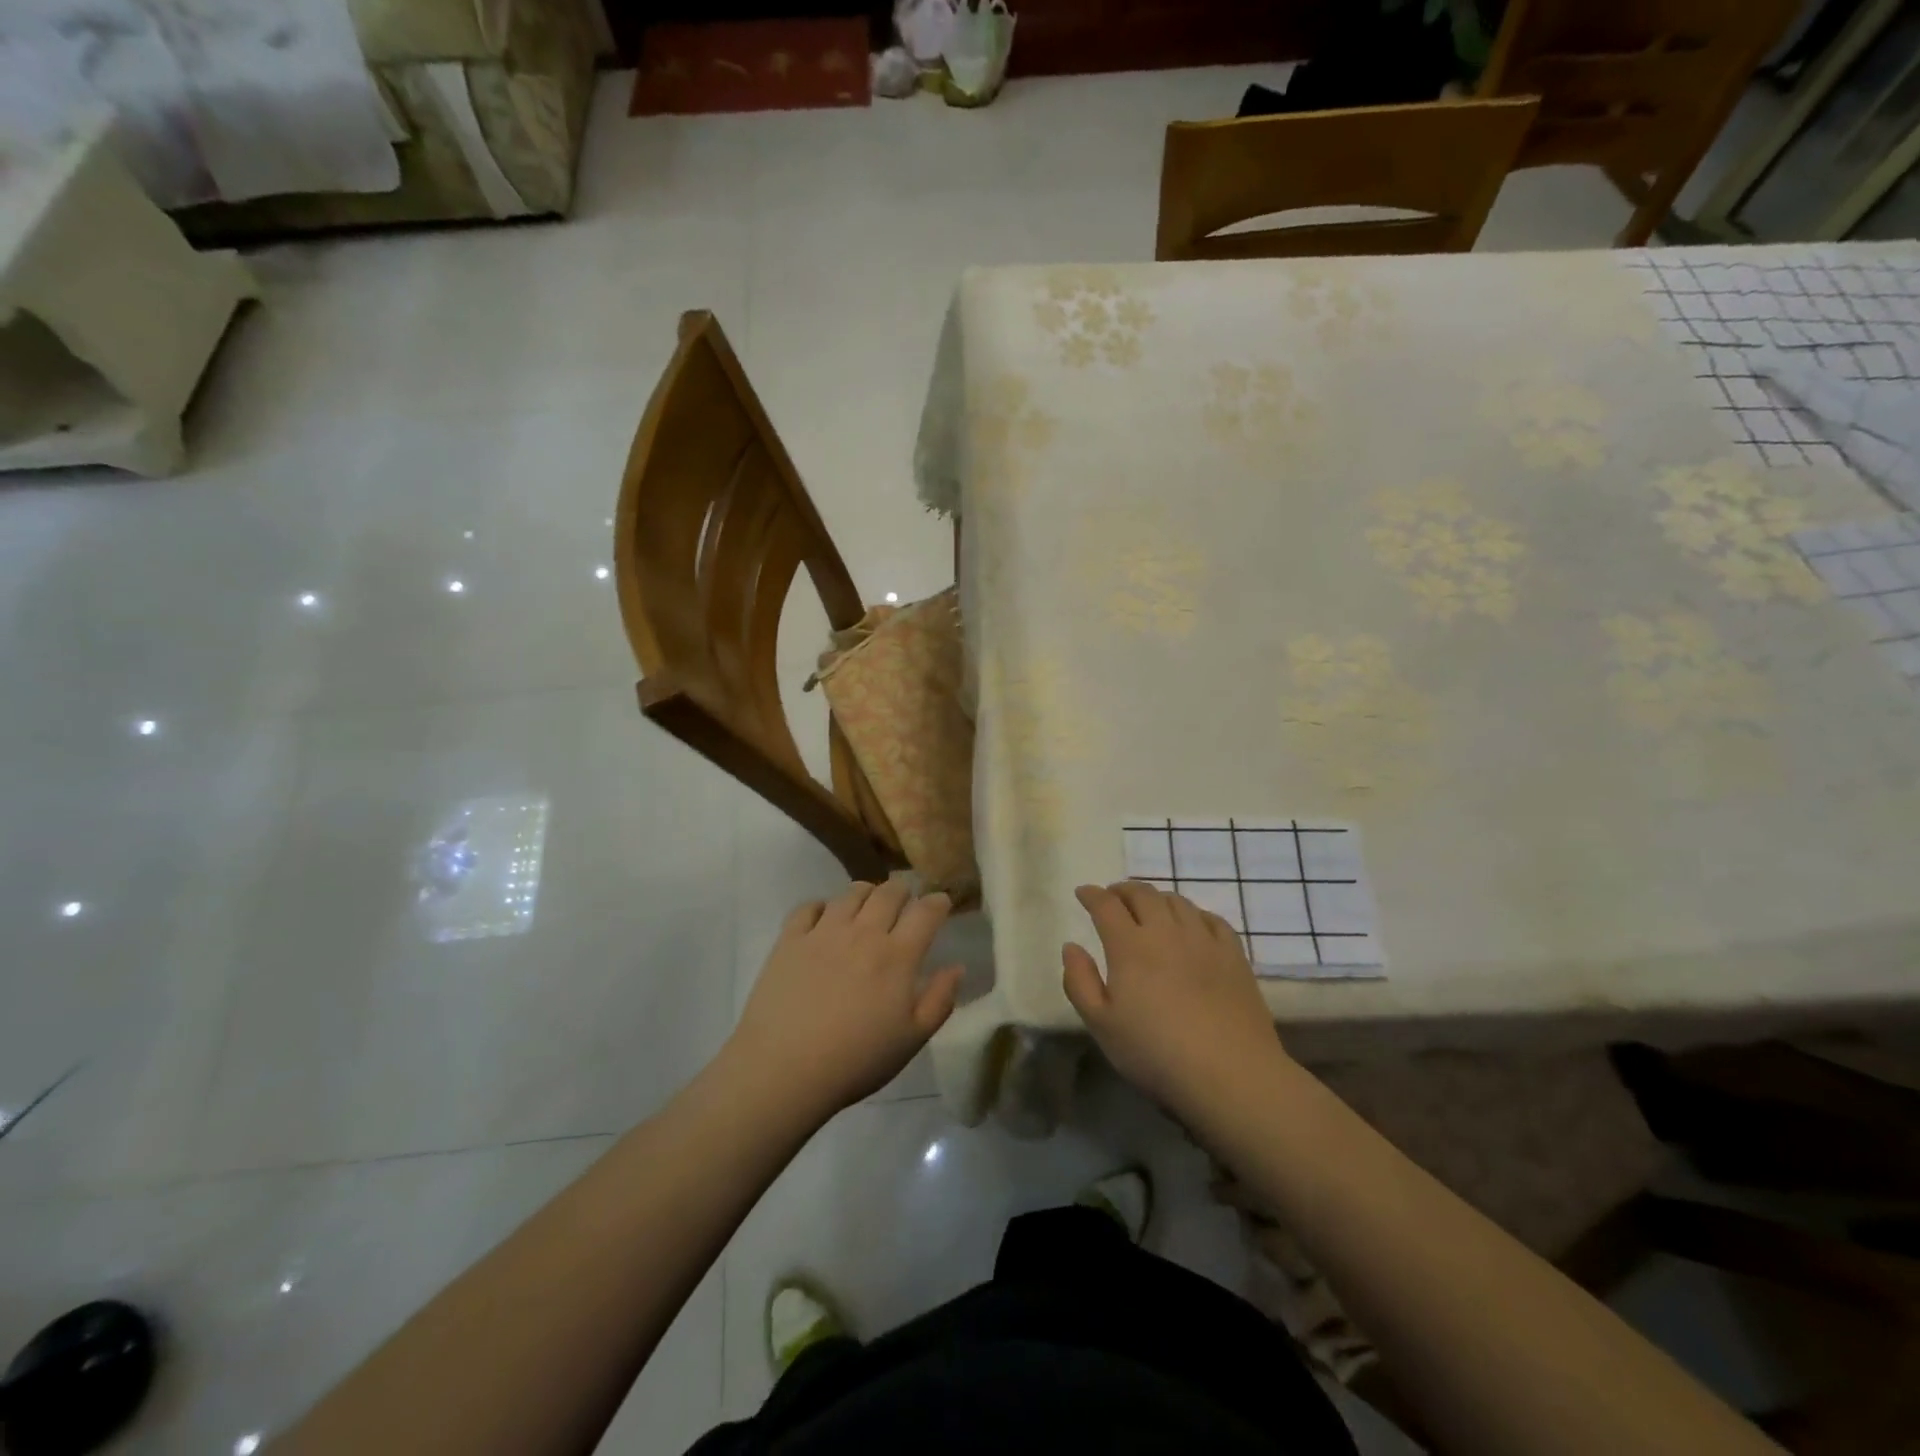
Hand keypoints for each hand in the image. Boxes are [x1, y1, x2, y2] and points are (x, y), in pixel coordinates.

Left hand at [729, 882, 963, 1117]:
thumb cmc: (856, 1060)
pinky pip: (809, 906)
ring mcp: (824, 932)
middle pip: (890, 892)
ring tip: (867, 908)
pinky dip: (822, 906)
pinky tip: (824, 920)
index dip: (938, 902)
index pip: (926, 912)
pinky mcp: (790, 939)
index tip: (941, 903)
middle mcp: (863, 933)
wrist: (783, 1070)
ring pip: (852, 893)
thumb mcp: (912, 1039)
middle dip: (903, 892)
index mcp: (897, 956)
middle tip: (905, 905)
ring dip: (867, 894)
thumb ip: (940, 1000)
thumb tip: (957, 966)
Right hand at [1062, 881, 1286, 1113]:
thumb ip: (1080, 982)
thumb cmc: (1155, 1053)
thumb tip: (1071, 947)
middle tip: (1114, 897)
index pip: (1106, 906)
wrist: (1231, 1075)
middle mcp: (1166, 932)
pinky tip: (1191, 925)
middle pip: (1142, 894)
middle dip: (1123, 890)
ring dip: (1156, 898)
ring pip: (1177, 901)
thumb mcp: (1102, 1026)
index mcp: (1129, 946)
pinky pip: (1212, 919)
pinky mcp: (1234, 955)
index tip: (1083, 893)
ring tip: (1149, 908)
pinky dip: (1194, 913)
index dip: (1092, 895)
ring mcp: (1204, 940)